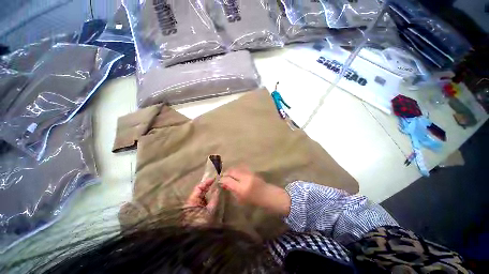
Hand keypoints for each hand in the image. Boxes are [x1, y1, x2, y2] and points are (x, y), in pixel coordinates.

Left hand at [184, 178, 218, 225]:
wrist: (198, 238)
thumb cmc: (202, 223)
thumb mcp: (210, 210)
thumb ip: (215, 198)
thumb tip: (219, 188)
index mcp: (191, 201)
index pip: (198, 187)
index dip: (206, 182)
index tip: (214, 178)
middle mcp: (191, 202)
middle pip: (200, 191)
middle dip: (208, 186)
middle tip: (217, 181)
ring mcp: (194, 206)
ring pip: (202, 195)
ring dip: (209, 191)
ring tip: (216, 186)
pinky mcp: (197, 210)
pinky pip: (203, 200)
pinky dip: (208, 197)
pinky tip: (213, 194)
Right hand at [221, 167, 290, 216]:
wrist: (267, 194)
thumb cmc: (253, 200)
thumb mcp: (240, 198)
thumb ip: (231, 189)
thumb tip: (223, 183)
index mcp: (241, 188)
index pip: (228, 180)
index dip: (222, 179)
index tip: (219, 180)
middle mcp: (245, 178)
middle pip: (232, 171)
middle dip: (226, 173)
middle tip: (223, 176)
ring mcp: (249, 173)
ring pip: (236, 168)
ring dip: (231, 170)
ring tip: (228, 174)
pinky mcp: (251, 171)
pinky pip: (241, 168)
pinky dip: (236, 169)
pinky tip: (235, 173)